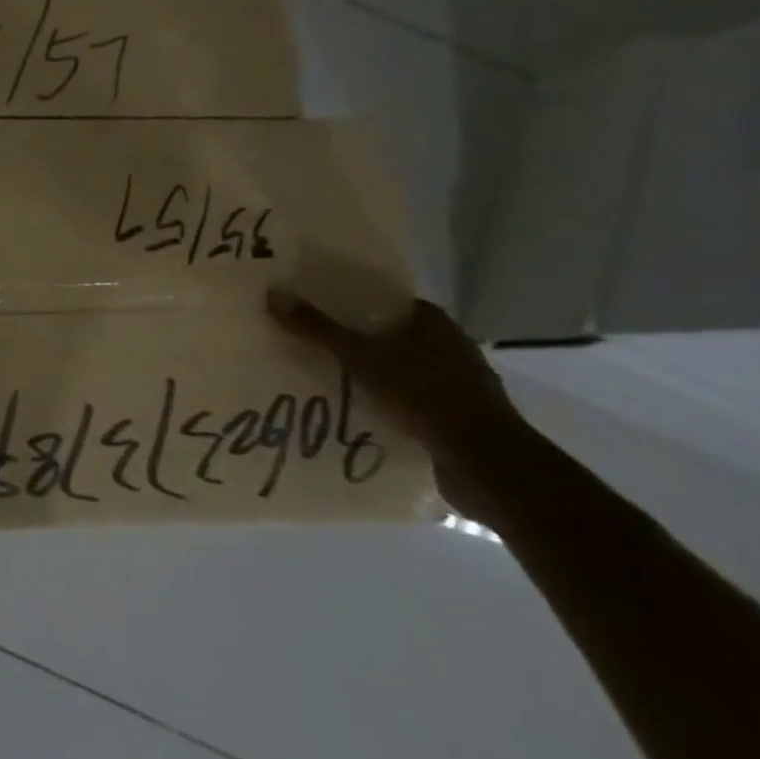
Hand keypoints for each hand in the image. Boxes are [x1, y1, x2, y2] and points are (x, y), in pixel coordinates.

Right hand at [268, 289, 523, 519]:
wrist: (486, 464)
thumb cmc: (425, 396)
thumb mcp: (362, 358)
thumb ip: (318, 329)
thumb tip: (274, 294)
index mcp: (435, 324)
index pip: (388, 302)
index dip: (354, 303)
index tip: (318, 308)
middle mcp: (451, 348)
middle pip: (392, 336)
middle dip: (357, 341)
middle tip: (311, 343)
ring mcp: (457, 386)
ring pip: (400, 371)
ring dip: (370, 376)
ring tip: (324, 379)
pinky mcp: (454, 419)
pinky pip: (408, 403)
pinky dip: (384, 405)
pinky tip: (354, 412)